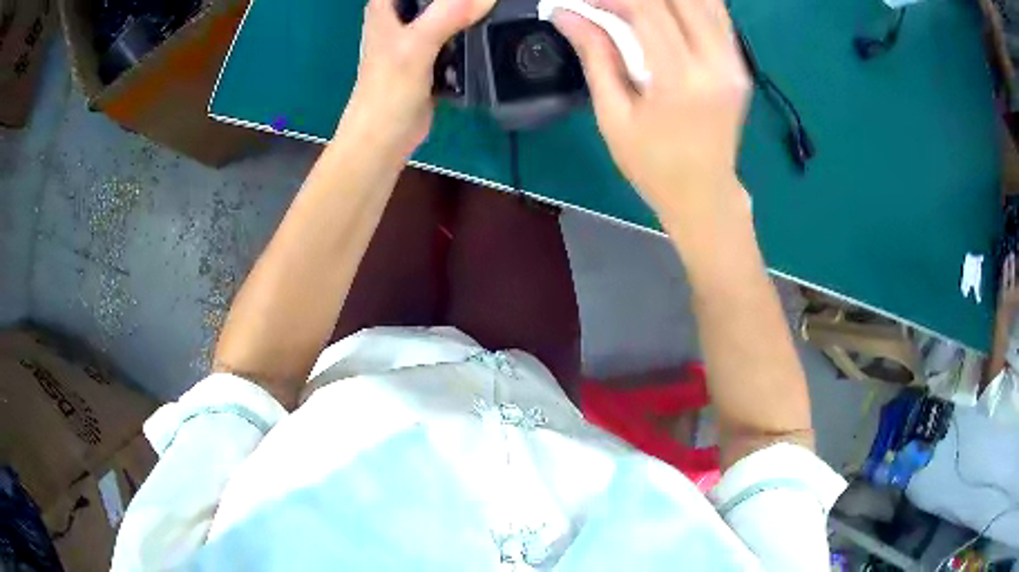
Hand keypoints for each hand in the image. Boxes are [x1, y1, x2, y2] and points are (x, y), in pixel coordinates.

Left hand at [339, 0, 494, 157]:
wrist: (386, 138)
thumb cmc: (388, 91)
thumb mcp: (416, 45)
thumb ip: (448, 14)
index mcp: (388, 5)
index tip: (473, 1)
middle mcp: (402, 14)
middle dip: (465, 2)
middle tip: (492, 5)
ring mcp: (418, 34)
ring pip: (450, 11)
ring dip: (472, 13)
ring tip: (498, 13)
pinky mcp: (432, 53)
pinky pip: (458, 33)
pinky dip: (473, 32)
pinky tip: (491, 31)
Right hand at [552, 0, 750, 234]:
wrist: (705, 195)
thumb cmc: (653, 165)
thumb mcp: (614, 115)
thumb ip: (595, 56)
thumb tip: (566, 15)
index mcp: (681, 80)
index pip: (648, 9)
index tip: (585, 2)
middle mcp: (716, 63)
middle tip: (608, 4)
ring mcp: (734, 62)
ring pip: (705, 0)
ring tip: (636, 6)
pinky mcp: (740, 64)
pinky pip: (718, 14)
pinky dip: (690, 2)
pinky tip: (667, 8)